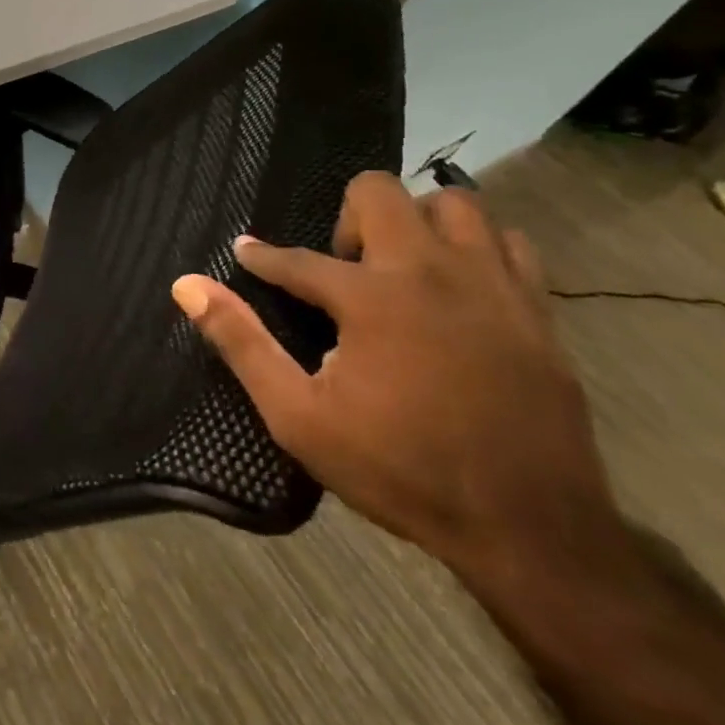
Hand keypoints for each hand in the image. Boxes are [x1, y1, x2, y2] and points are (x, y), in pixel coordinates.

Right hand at [170, 172, 618, 581]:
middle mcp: (432, 272)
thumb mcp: (299, 416)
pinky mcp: (537, 310)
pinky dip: (474, 248)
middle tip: (341, 270)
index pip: (298, 259)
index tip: (246, 253)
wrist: (532, 531)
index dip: (263, 257)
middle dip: (346, 217)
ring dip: (416, 222)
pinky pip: (508, 242)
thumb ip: (241, 342)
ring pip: (453, 204)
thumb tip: (187, 285)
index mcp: (372, 298)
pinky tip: (456, 287)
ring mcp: (493, 286)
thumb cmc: (401, 470)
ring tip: (399, 269)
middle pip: (381, 193)